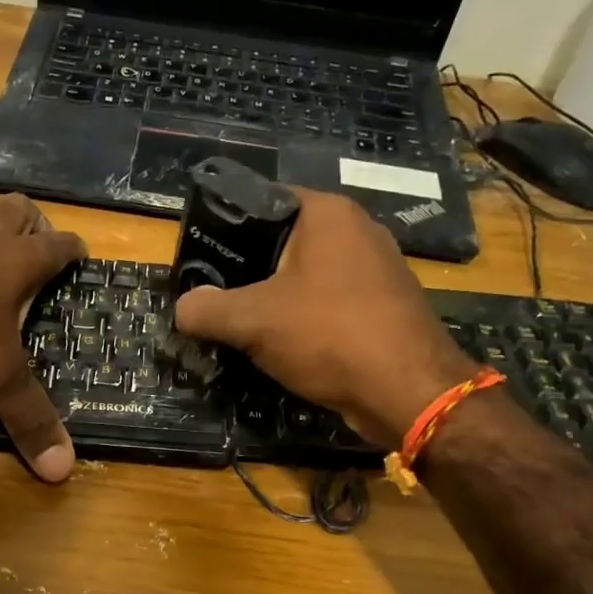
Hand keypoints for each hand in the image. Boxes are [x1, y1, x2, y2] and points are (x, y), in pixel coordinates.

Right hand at [173, 188, 475, 448]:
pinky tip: (284, 344)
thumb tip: (182, 308)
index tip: (201, 258)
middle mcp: (357, 229)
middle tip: (214, 294)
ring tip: (242, 322)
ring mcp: (377, 268)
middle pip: (284, 240)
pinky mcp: (385, 305)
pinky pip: (331, 301)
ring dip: (276, 297)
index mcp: (327, 213)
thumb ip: (207, 309)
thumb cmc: (329, 335)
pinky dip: (306, 318)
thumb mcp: (253, 321)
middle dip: (248, 268)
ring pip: (307, 275)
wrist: (410, 392)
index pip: (263, 200)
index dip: (226, 227)